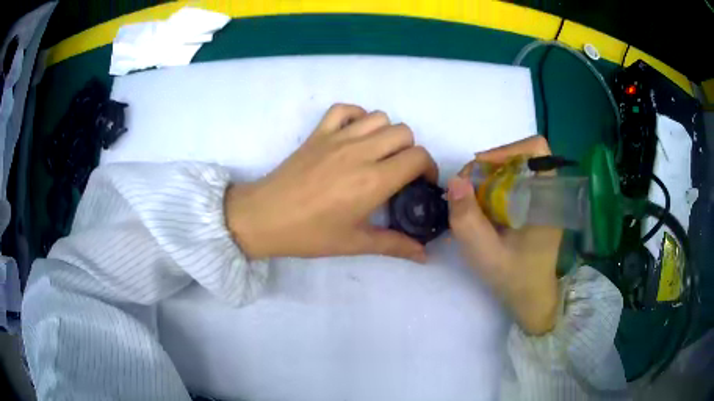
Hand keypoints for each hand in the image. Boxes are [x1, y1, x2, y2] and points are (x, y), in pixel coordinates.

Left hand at [225, 104, 437, 262]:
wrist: (266, 217)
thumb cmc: (310, 234)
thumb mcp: (355, 243)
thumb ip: (394, 245)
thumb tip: (424, 256)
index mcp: (373, 180)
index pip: (418, 157)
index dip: (428, 168)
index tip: (421, 183)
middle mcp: (360, 151)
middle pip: (404, 132)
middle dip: (410, 151)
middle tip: (400, 172)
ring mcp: (337, 137)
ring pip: (379, 117)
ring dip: (387, 133)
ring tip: (379, 154)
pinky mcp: (318, 132)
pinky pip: (344, 109)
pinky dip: (357, 116)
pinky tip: (355, 135)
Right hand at [447, 136, 561, 334]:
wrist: (531, 298)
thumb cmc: (515, 279)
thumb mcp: (487, 255)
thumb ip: (469, 221)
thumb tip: (455, 180)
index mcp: (547, 198)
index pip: (536, 150)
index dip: (508, 150)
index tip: (481, 168)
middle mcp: (547, 192)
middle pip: (518, 157)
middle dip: (488, 166)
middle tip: (465, 190)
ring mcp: (540, 198)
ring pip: (512, 169)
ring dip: (487, 178)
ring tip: (469, 201)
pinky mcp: (532, 205)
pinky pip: (511, 183)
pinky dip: (491, 188)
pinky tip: (479, 209)